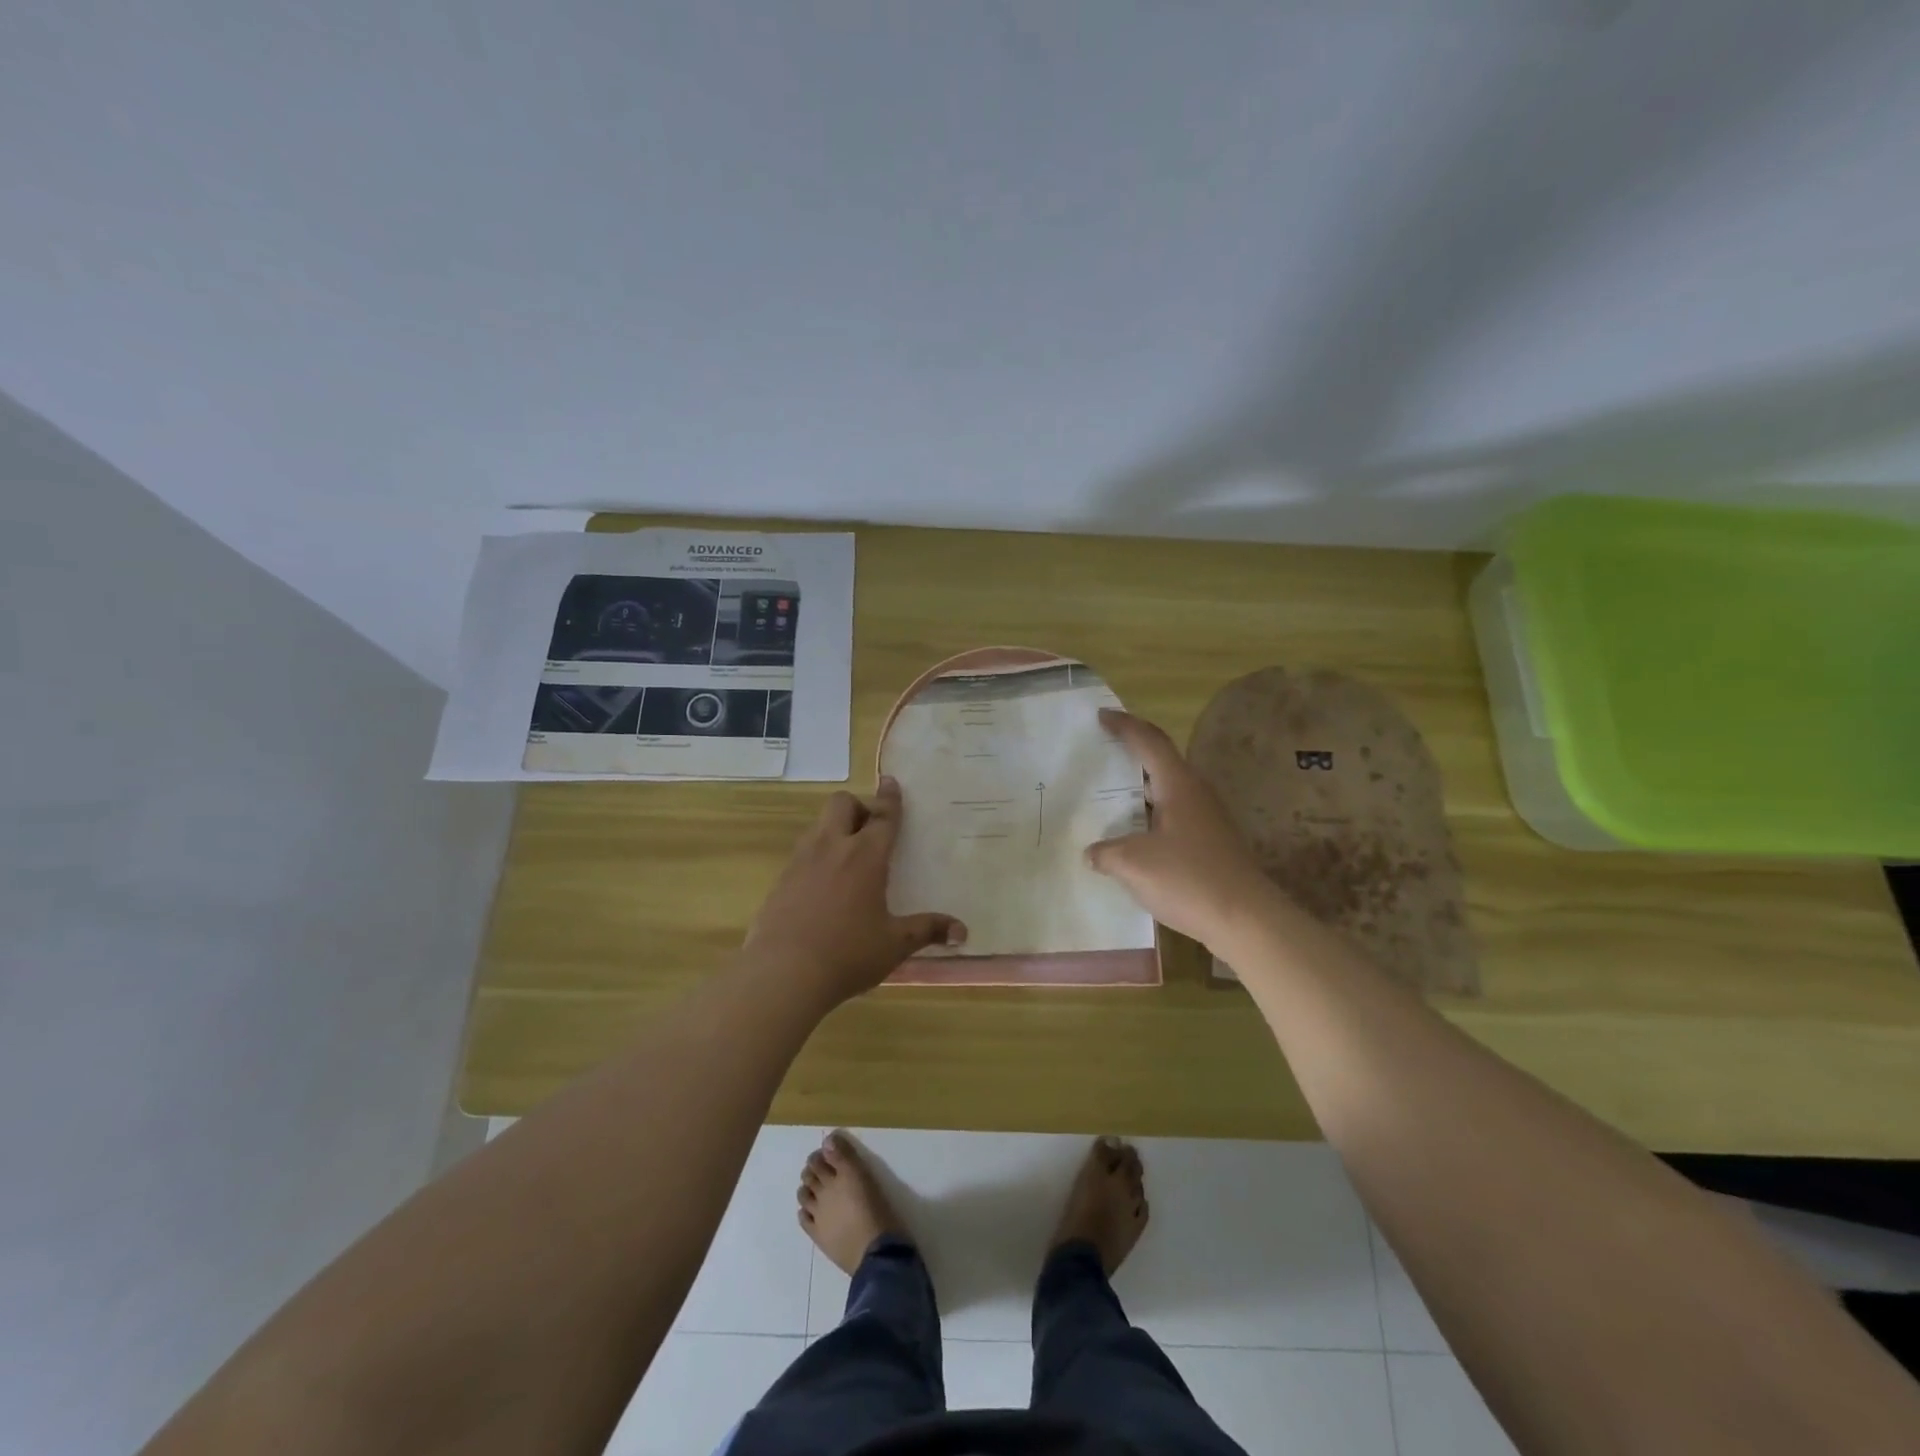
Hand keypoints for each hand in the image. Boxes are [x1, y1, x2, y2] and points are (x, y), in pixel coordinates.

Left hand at [745, 777, 965, 1008]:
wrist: (782, 973)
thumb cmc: (848, 954)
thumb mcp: (894, 944)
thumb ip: (927, 930)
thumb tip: (962, 931)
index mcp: (865, 856)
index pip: (883, 816)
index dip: (890, 798)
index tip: (891, 781)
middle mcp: (832, 848)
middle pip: (841, 804)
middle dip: (857, 807)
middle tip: (869, 832)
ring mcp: (801, 861)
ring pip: (818, 825)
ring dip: (835, 830)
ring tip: (847, 860)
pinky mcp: (780, 880)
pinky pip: (802, 853)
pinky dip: (816, 856)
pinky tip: (822, 888)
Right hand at [1086, 709, 1274, 948]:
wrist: (1246, 919)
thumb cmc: (1189, 879)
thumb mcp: (1134, 864)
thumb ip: (1107, 852)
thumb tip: (1092, 853)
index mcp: (1179, 785)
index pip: (1149, 741)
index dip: (1124, 725)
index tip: (1101, 715)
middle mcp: (1196, 793)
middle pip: (1161, 761)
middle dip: (1132, 752)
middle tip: (1101, 752)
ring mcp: (1207, 818)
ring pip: (1168, 790)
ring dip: (1140, 788)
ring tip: (1110, 795)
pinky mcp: (1211, 842)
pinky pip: (1173, 815)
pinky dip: (1150, 814)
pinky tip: (1133, 835)